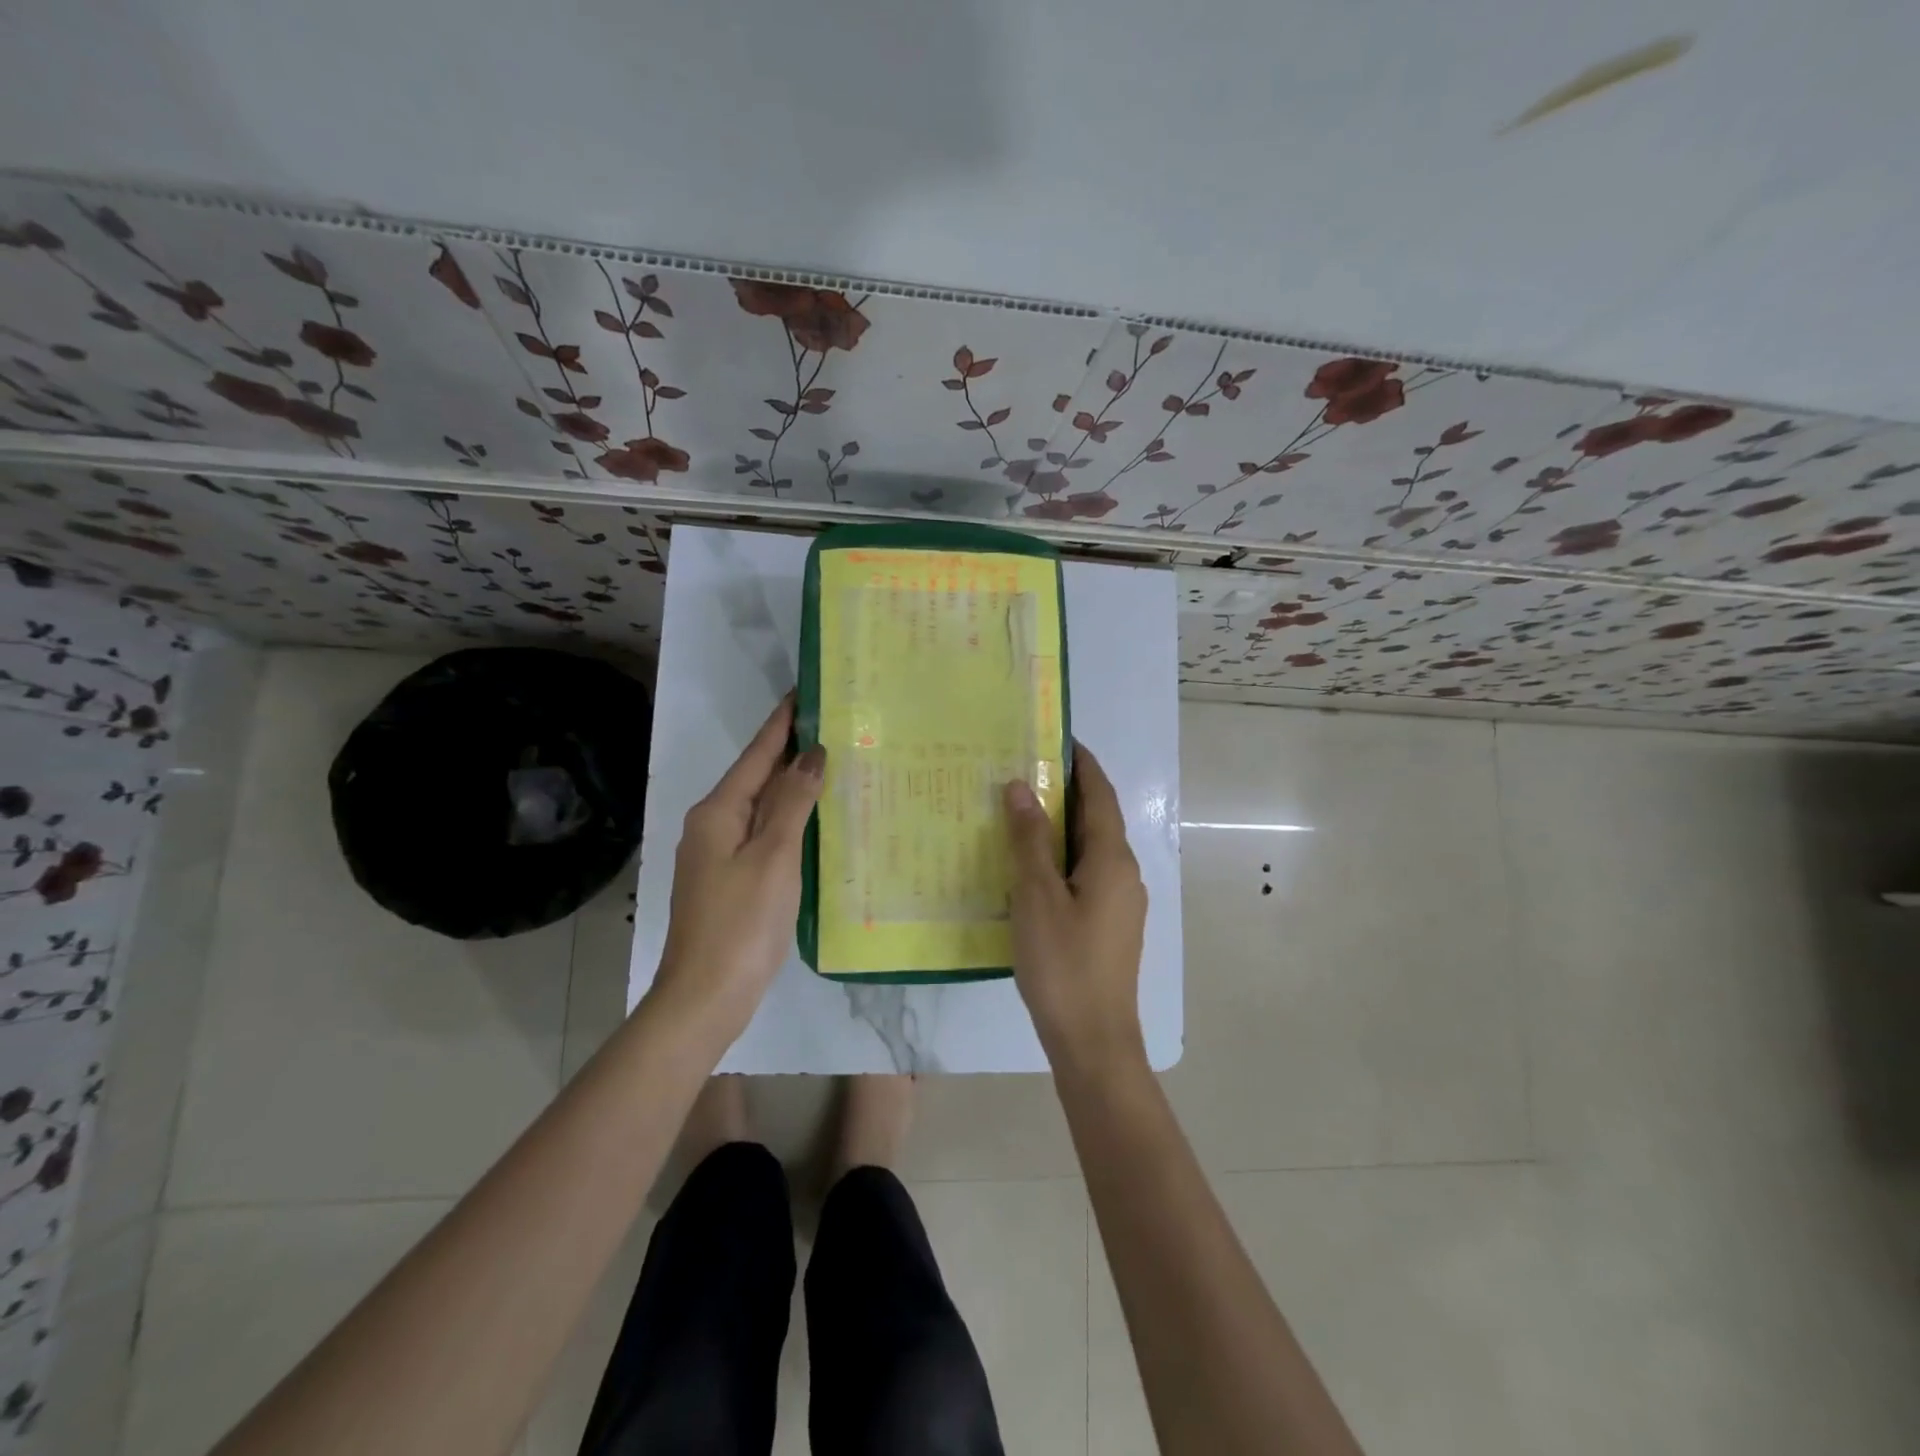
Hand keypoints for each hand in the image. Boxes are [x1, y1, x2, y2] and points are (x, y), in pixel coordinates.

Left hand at [651, 695, 824, 1040]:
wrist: (705, 997)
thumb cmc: (742, 923)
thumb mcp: (773, 857)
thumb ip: (792, 802)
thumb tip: (812, 755)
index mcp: (718, 812)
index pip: (757, 754)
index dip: (783, 722)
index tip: (806, 691)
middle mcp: (713, 825)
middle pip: (757, 777)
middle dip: (792, 751)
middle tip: (834, 726)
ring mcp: (719, 854)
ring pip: (761, 807)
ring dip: (793, 786)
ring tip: (833, 764)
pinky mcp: (730, 879)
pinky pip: (763, 834)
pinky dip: (789, 819)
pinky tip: (815, 820)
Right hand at [1002, 744, 1147, 1065]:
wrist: (1094, 1040)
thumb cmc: (1063, 963)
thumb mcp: (1036, 896)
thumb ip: (1030, 840)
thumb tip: (1022, 787)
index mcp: (1112, 859)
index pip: (1099, 793)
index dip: (1081, 762)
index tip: (1053, 737)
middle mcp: (1124, 873)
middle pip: (1096, 818)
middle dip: (1065, 792)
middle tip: (1021, 772)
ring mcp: (1120, 901)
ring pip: (1089, 848)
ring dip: (1060, 826)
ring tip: (1018, 814)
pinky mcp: (1109, 924)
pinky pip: (1085, 874)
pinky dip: (1061, 857)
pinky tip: (1029, 868)